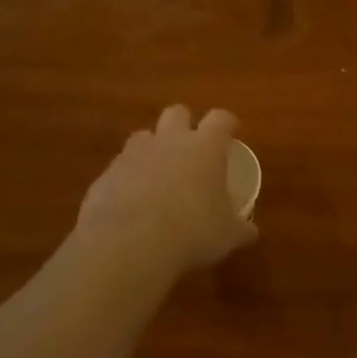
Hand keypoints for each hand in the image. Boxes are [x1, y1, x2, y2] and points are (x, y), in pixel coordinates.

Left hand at [74, 106, 257, 275]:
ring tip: (160, 173)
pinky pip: (119, 168)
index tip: (231, 132)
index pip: (220, 119)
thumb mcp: (227, 234)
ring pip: (143, 136)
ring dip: (153, 148)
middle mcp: (168, 141)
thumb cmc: (193, 231)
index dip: (227, 123)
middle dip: (185, 124)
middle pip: (177, 113)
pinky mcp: (105, 176)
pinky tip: (133, 202)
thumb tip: (251, 231)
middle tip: (192, 147)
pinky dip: (128, 178)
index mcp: (205, 147)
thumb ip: (240, 227)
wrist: (129, 244)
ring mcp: (132, 156)